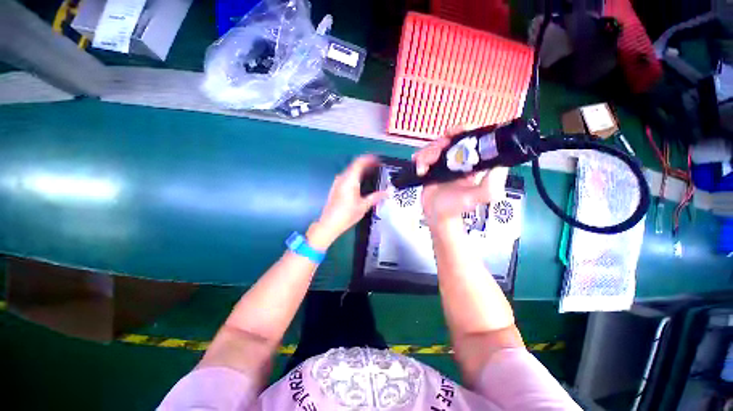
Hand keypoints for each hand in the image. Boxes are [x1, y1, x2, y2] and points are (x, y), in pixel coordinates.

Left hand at [308, 155, 386, 248]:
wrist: (329, 224)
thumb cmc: (347, 214)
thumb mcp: (364, 206)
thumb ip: (376, 197)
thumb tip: (388, 192)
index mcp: (350, 180)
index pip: (360, 162)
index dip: (370, 159)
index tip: (379, 160)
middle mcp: (342, 178)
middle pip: (355, 165)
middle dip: (367, 164)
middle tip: (378, 167)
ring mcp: (338, 182)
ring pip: (351, 170)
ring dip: (361, 170)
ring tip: (372, 174)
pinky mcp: (336, 187)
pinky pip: (347, 176)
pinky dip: (356, 175)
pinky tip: (362, 183)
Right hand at [413, 129, 507, 229]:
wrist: (436, 216)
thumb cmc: (456, 207)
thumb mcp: (478, 197)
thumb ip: (491, 184)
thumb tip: (501, 164)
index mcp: (472, 163)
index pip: (471, 139)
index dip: (463, 130)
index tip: (454, 132)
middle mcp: (458, 160)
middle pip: (448, 139)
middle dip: (440, 143)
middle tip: (436, 154)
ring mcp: (442, 163)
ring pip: (433, 147)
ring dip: (427, 154)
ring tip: (424, 167)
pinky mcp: (430, 168)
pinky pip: (423, 156)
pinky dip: (419, 160)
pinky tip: (420, 169)